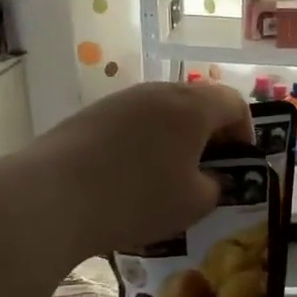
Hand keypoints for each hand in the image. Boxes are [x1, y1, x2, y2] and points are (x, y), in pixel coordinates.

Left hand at [23, 81, 252, 255]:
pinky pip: (132, 123)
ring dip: (174, 139)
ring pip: (162, 112)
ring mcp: (121, 100)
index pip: (234, 103)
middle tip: (208, 171)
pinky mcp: (90, 115)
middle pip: (197, 103)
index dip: (245, 132)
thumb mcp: (194, 204)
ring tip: (167, 177)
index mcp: (192, 107)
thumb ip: (215, 186)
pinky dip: (143, 143)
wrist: (51, 197)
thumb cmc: (137, 198)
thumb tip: (209, 178)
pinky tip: (129, 177)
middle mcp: (158, 92)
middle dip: (209, 135)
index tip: (239, 163)